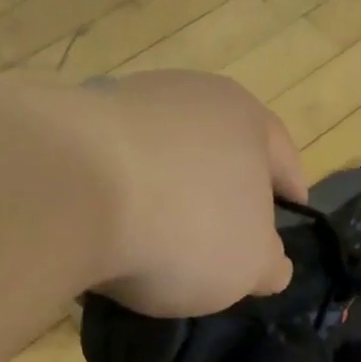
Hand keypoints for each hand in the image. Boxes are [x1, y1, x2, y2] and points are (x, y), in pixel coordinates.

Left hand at [80, 70, 307, 317]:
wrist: (69, 194)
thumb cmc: (185, 227)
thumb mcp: (249, 265)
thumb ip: (270, 265)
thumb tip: (271, 264)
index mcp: (246, 118)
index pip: (284, 159)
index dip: (291, 195)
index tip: (289, 220)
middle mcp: (189, 95)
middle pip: (220, 152)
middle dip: (223, 193)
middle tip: (221, 239)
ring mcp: (125, 103)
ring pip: (164, 157)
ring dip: (167, 193)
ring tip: (157, 241)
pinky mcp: (71, 124)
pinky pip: (113, 168)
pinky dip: (120, 195)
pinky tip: (110, 231)